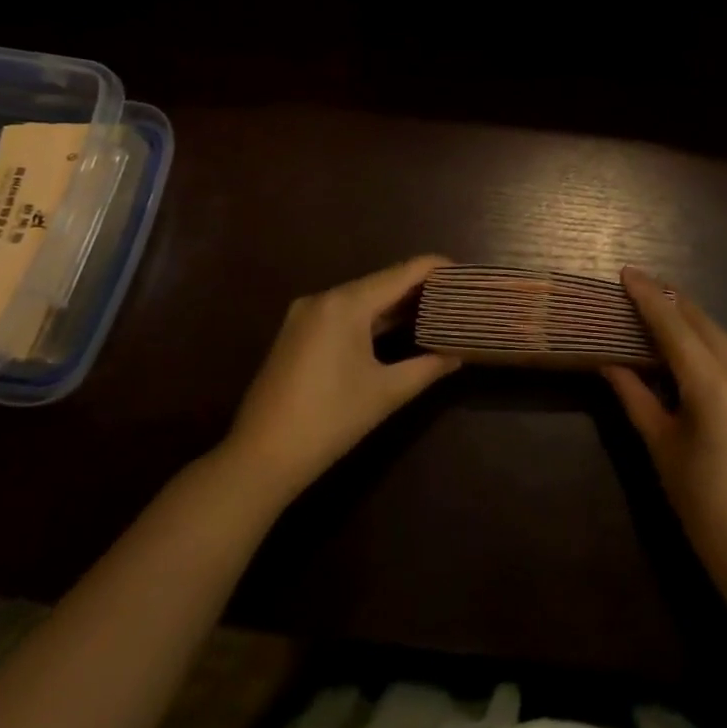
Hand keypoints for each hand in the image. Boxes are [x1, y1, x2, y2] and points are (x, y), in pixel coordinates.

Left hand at [221, 256, 458, 507]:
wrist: (259, 458)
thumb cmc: (329, 421)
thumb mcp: (386, 393)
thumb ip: (427, 367)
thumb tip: (459, 354)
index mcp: (346, 303)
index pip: (404, 272)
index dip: (438, 268)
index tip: (467, 275)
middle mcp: (324, 297)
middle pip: (383, 281)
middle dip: (420, 287)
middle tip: (456, 296)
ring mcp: (306, 314)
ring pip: (363, 297)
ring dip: (396, 303)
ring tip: (435, 309)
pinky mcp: (297, 333)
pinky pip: (344, 312)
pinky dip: (372, 317)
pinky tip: (396, 328)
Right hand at [607, 266, 726, 583]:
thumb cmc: (700, 500)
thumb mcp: (661, 445)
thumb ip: (635, 396)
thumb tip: (610, 363)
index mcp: (713, 386)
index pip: (674, 327)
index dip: (648, 297)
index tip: (627, 273)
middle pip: (702, 322)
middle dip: (671, 300)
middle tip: (639, 285)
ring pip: (721, 335)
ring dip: (691, 318)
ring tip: (660, 307)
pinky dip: (708, 341)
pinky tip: (689, 343)